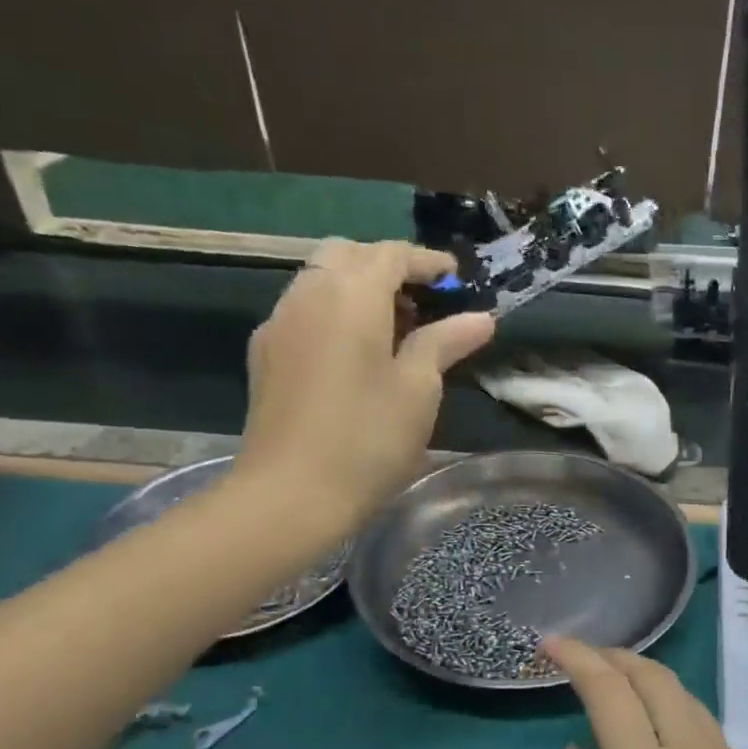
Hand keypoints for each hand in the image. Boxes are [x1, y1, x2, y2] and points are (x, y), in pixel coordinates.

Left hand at [233, 241, 493, 541]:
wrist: (289, 494)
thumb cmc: (367, 439)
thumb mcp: (418, 389)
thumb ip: (446, 342)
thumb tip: (481, 317)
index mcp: (350, 296)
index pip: (390, 254)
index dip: (428, 262)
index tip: (457, 280)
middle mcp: (307, 294)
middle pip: (348, 255)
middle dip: (388, 267)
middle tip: (425, 303)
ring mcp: (279, 323)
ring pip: (321, 279)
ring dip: (359, 288)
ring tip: (396, 330)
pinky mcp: (265, 353)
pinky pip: (305, 309)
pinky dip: (336, 311)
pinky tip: (357, 354)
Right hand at [538, 639, 747, 748]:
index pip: (611, 693)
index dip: (578, 659)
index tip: (552, 644)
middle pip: (657, 679)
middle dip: (616, 659)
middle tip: (583, 659)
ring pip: (689, 700)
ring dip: (649, 684)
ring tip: (618, 691)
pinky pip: (711, 734)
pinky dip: (679, 720)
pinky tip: (664, 748)